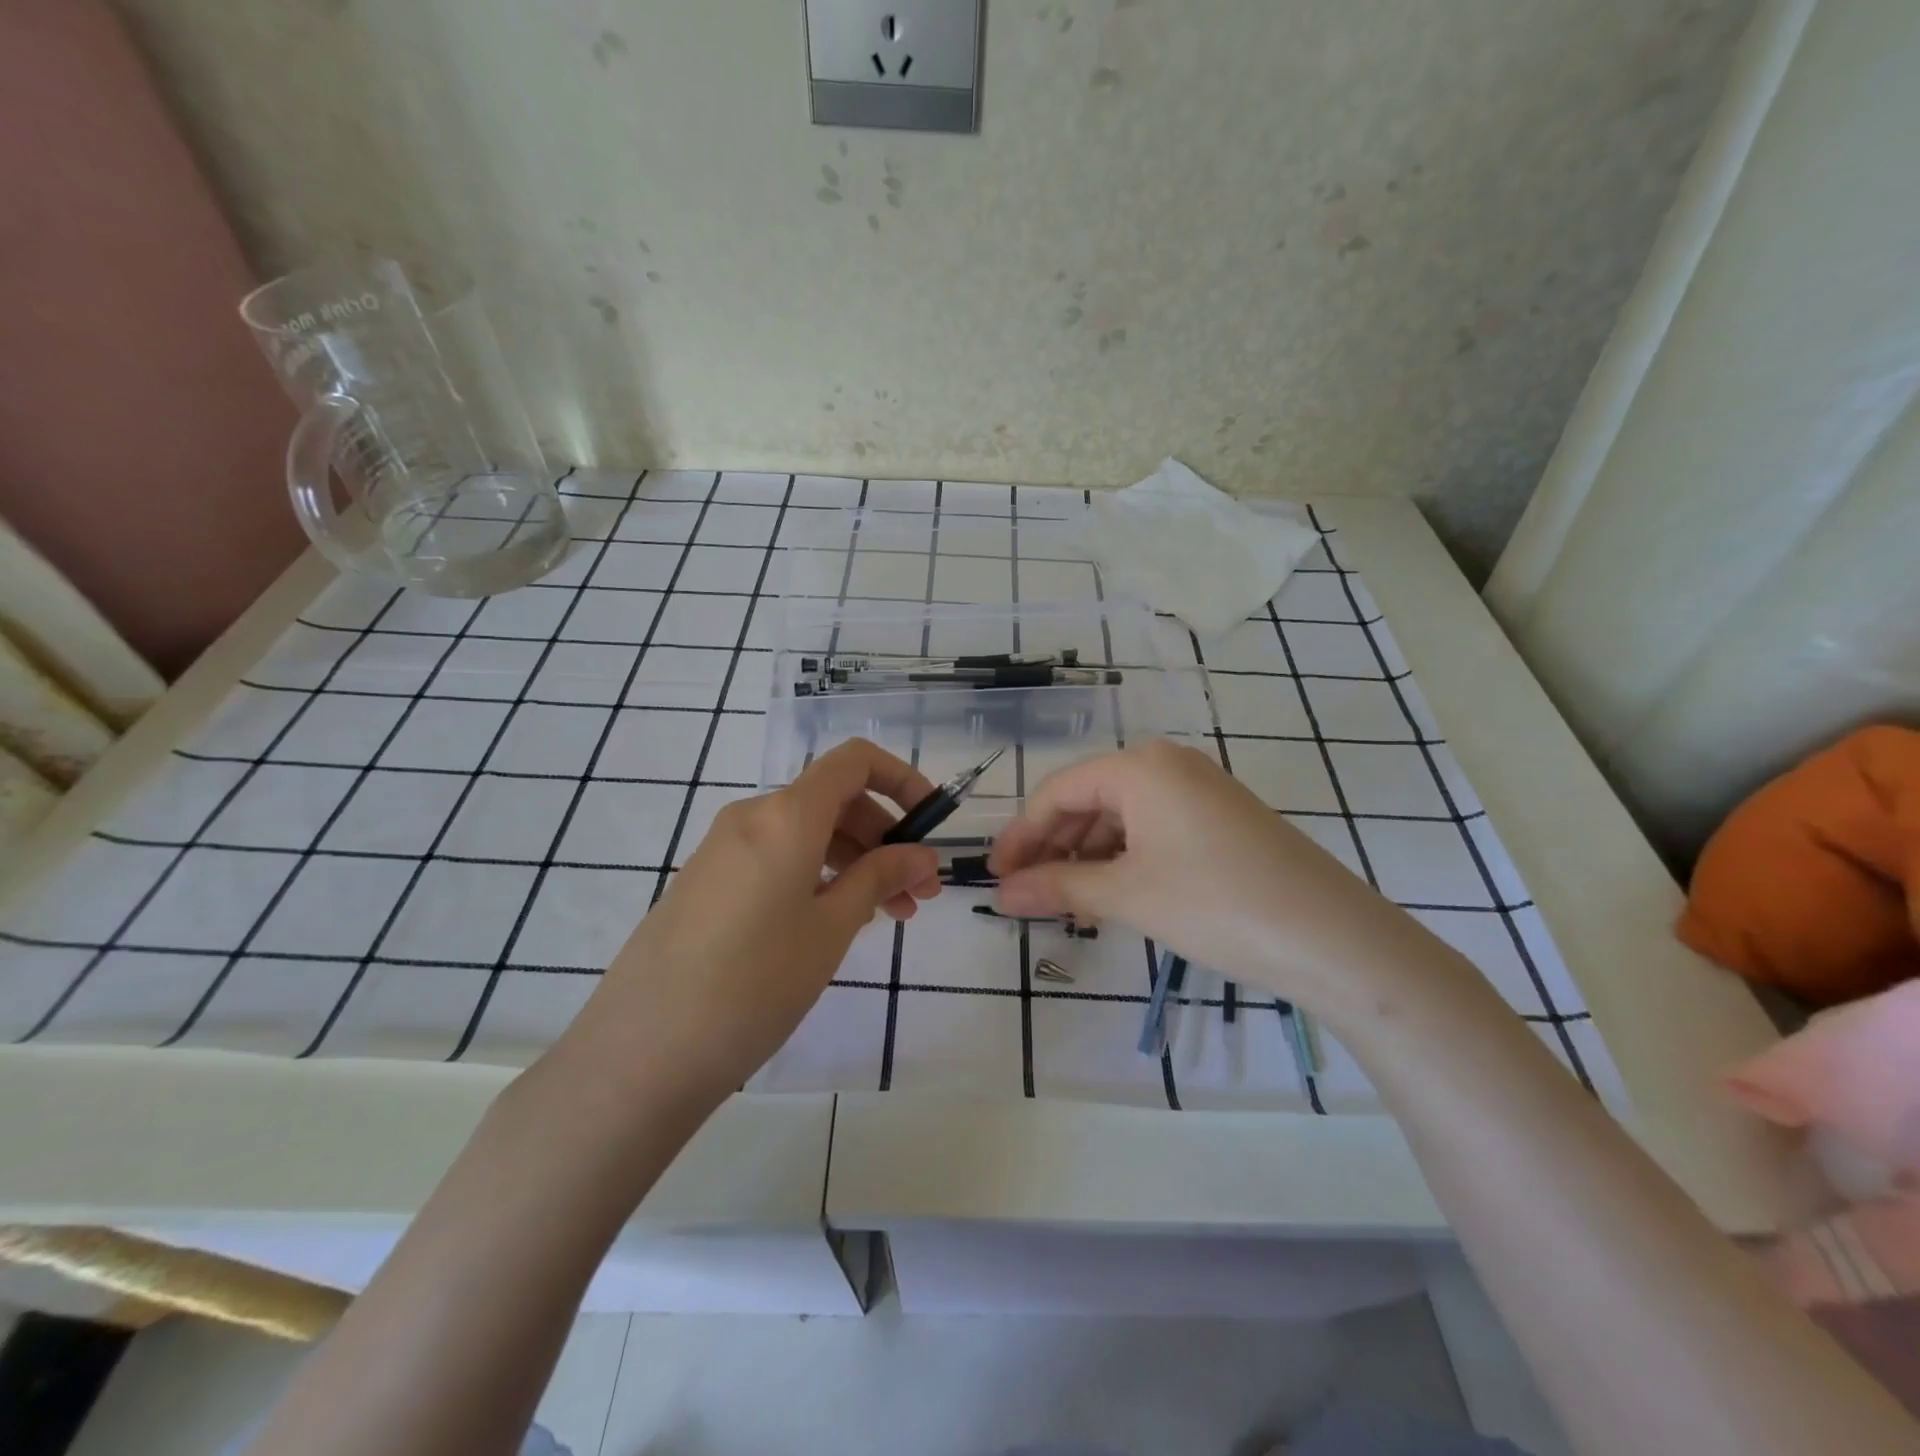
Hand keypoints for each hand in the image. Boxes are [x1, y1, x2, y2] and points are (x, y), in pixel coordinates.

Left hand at [561, 739, 941, 1102]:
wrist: (642, 1051)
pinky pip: (775, 857)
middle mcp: (751, 816)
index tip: (931, 824)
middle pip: (833, 800)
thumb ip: (880, 878)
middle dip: (885, 837)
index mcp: (786, 815)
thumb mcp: (831, 929)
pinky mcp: (706, 881)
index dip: (901, 779)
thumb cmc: (754, 983)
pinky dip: (816, 874)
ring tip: (887, 917)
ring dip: (854, 861)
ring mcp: (722, 848)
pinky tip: (832, 923)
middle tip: (919, 893)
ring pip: (806, 833)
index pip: (854, 761)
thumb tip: (922, 855)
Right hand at [988, 739, 1415, 1011]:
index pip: (1058, 792)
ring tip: (1067, 903)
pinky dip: (1125, 860)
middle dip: (1053, 847)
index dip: (1022, 834)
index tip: (995, 875)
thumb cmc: (1215, 903)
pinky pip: (1154, 830)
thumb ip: (1058, 887)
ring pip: (1122, 818)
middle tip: (1027, 893)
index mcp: (1140, 767)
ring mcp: (1200, 790)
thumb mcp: (1126, 895)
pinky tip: (1113, 896)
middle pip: (1089, 800)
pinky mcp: (1223, 820)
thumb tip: (1001, 893)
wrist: (1332, 939)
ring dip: (1087, 858)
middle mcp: (1168, 765)